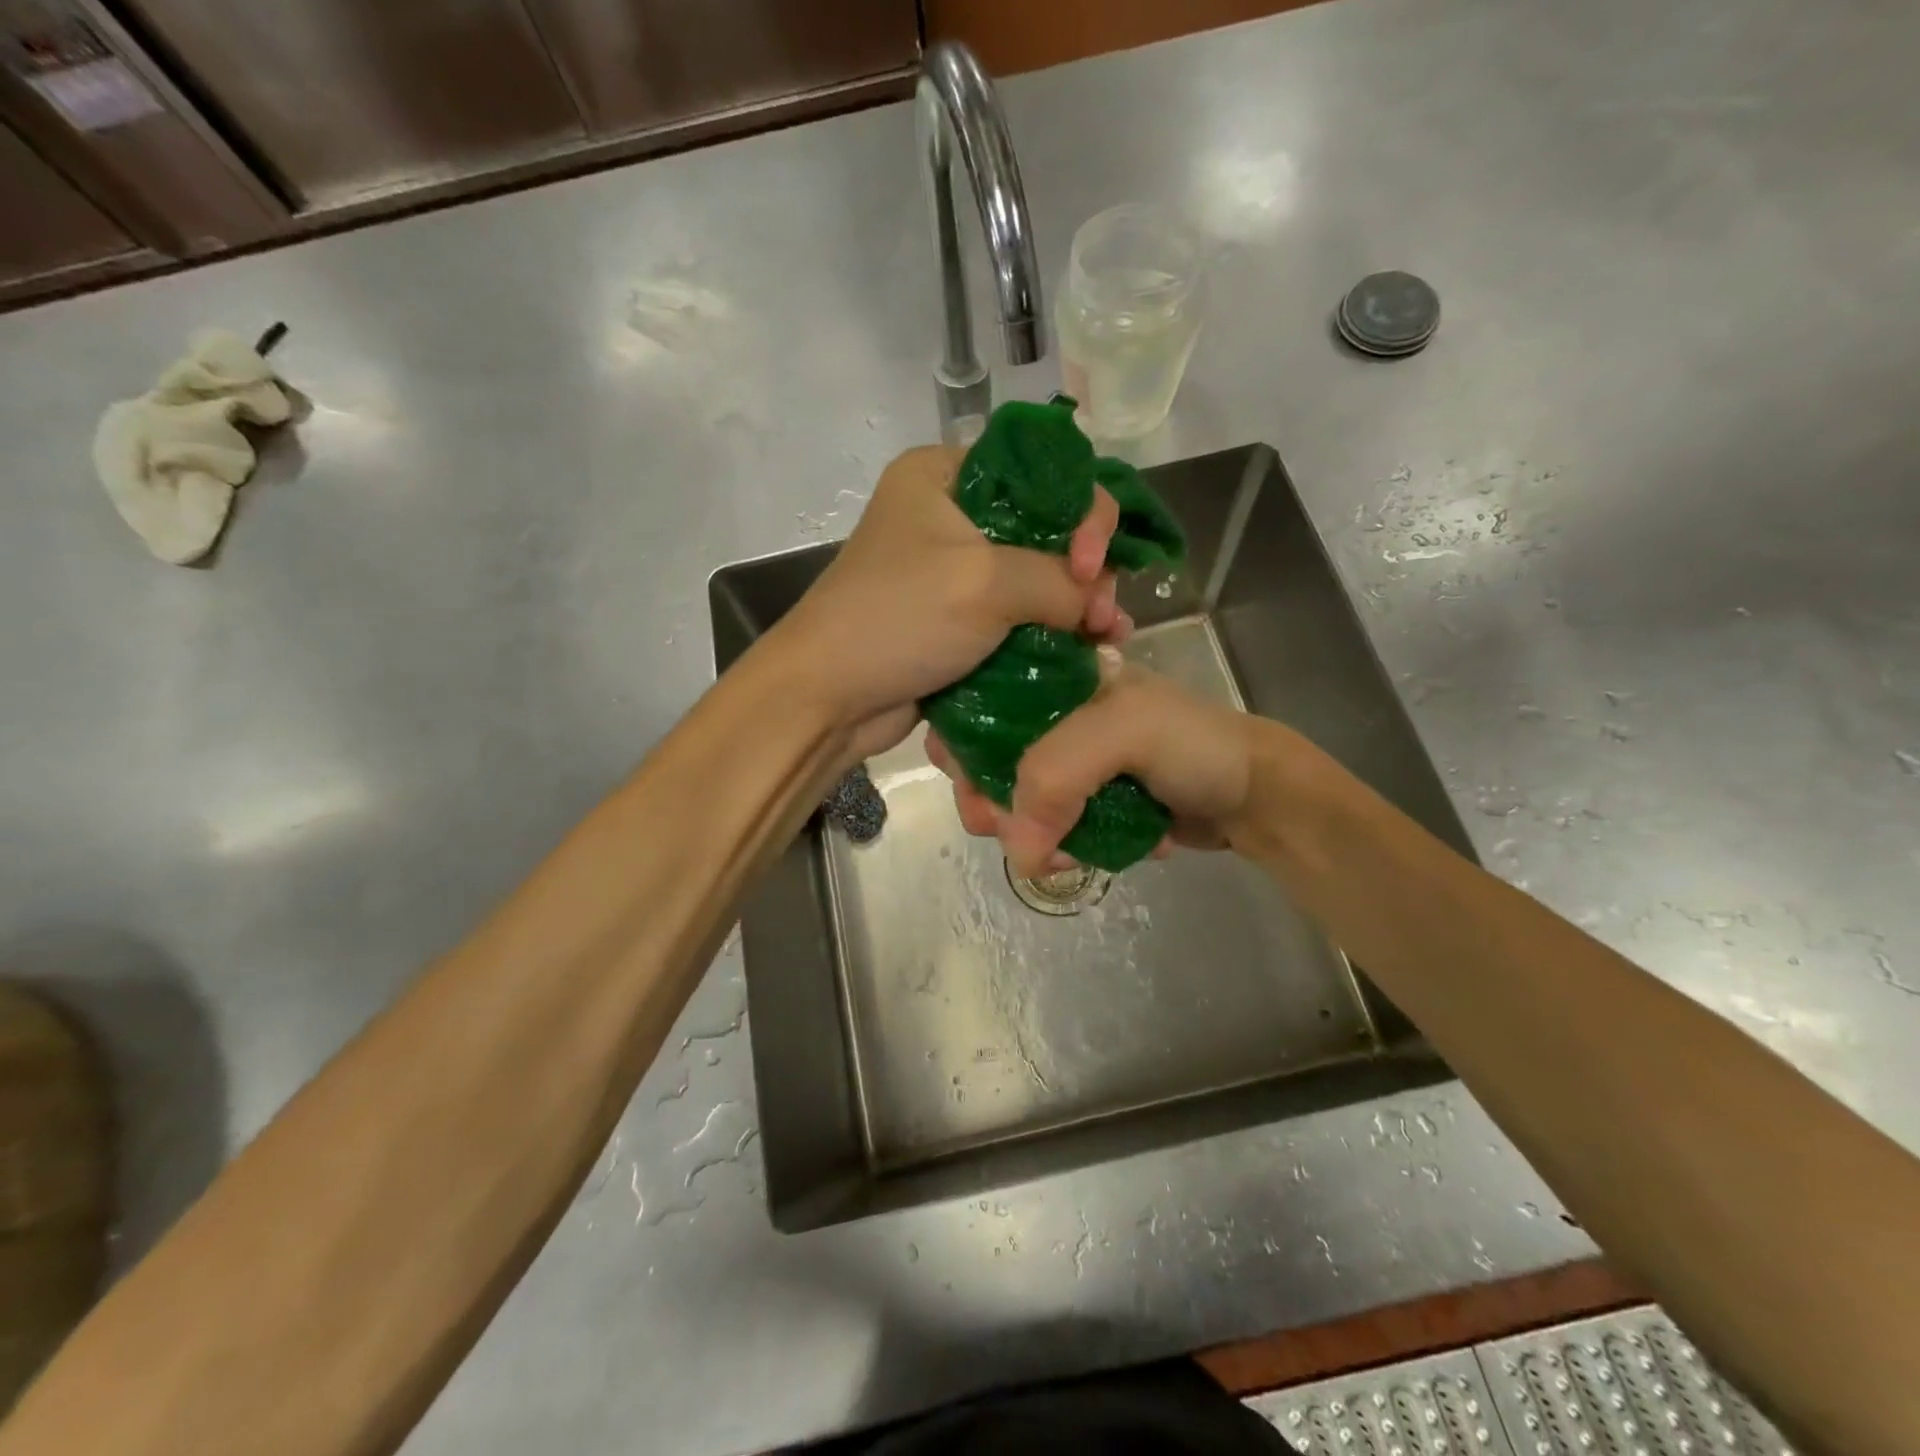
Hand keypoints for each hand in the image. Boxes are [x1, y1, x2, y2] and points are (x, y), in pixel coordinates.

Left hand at [773, 445, 1131, 761]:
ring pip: (1037, 578)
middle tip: (1106, 616)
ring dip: (1076, 607)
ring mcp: (955, 572)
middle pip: (1046, 528)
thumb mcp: (985, 582)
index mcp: (946, 475)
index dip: (1082, 513)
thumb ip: (1058, 580)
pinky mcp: (958, 621)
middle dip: (1085, 571)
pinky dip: (1051, 633)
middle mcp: (952, 515)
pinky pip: (1018, 617)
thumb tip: (1097, 605)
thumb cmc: (898, 619)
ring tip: (1107, 639)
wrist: (828, 697)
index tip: (1090, 566)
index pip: (1043, 473)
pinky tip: (1087, 652)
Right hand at [927, 662, 1261, 877]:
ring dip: (1028, 836)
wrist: (1255, 796)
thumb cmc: (1193, 744)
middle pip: (989, 759)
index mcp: (1055, 679)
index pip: (980, 704)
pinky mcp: (1085, 804)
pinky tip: (1083, 855)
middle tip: (1011, 834)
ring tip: (1063, 855)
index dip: (963, 747)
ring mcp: (1070, 765)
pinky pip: (1047, 828)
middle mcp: (1053, 718)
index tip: (972, 789)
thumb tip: (1016, 850)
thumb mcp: (1125, 732)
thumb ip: (1057, 774)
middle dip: (993, 803)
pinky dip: (1057, 848)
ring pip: (1015, 802)